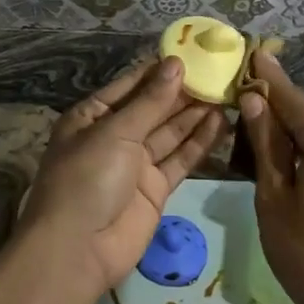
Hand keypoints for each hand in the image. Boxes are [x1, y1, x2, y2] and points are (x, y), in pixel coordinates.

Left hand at [22, 57, 224, 298]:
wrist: (78, 250)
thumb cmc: (86, 178)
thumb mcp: (115, 132)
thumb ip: (150, 100)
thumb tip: (176, 63)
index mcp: (92, 116)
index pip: (131, 85)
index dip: (160, 70)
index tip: (193, 52)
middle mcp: (114, 136)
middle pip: (153, 108)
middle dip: (183, 91)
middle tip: (219, 71)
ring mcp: (135, 164)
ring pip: (170, 132)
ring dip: (195, 113)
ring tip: (226, 91)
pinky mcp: (155, 189)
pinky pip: (179, 159)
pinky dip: (198, 142)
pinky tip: (221, 122)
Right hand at [237, 52, 303, 303]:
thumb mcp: (274, 198)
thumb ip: (265, 144)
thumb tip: (254, 101)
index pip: (291, 98)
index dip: (268, 78)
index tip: (253, 51)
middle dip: (276, 116)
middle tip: (242, 115)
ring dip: (295, 141)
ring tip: (261, 150)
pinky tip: (294, 174)